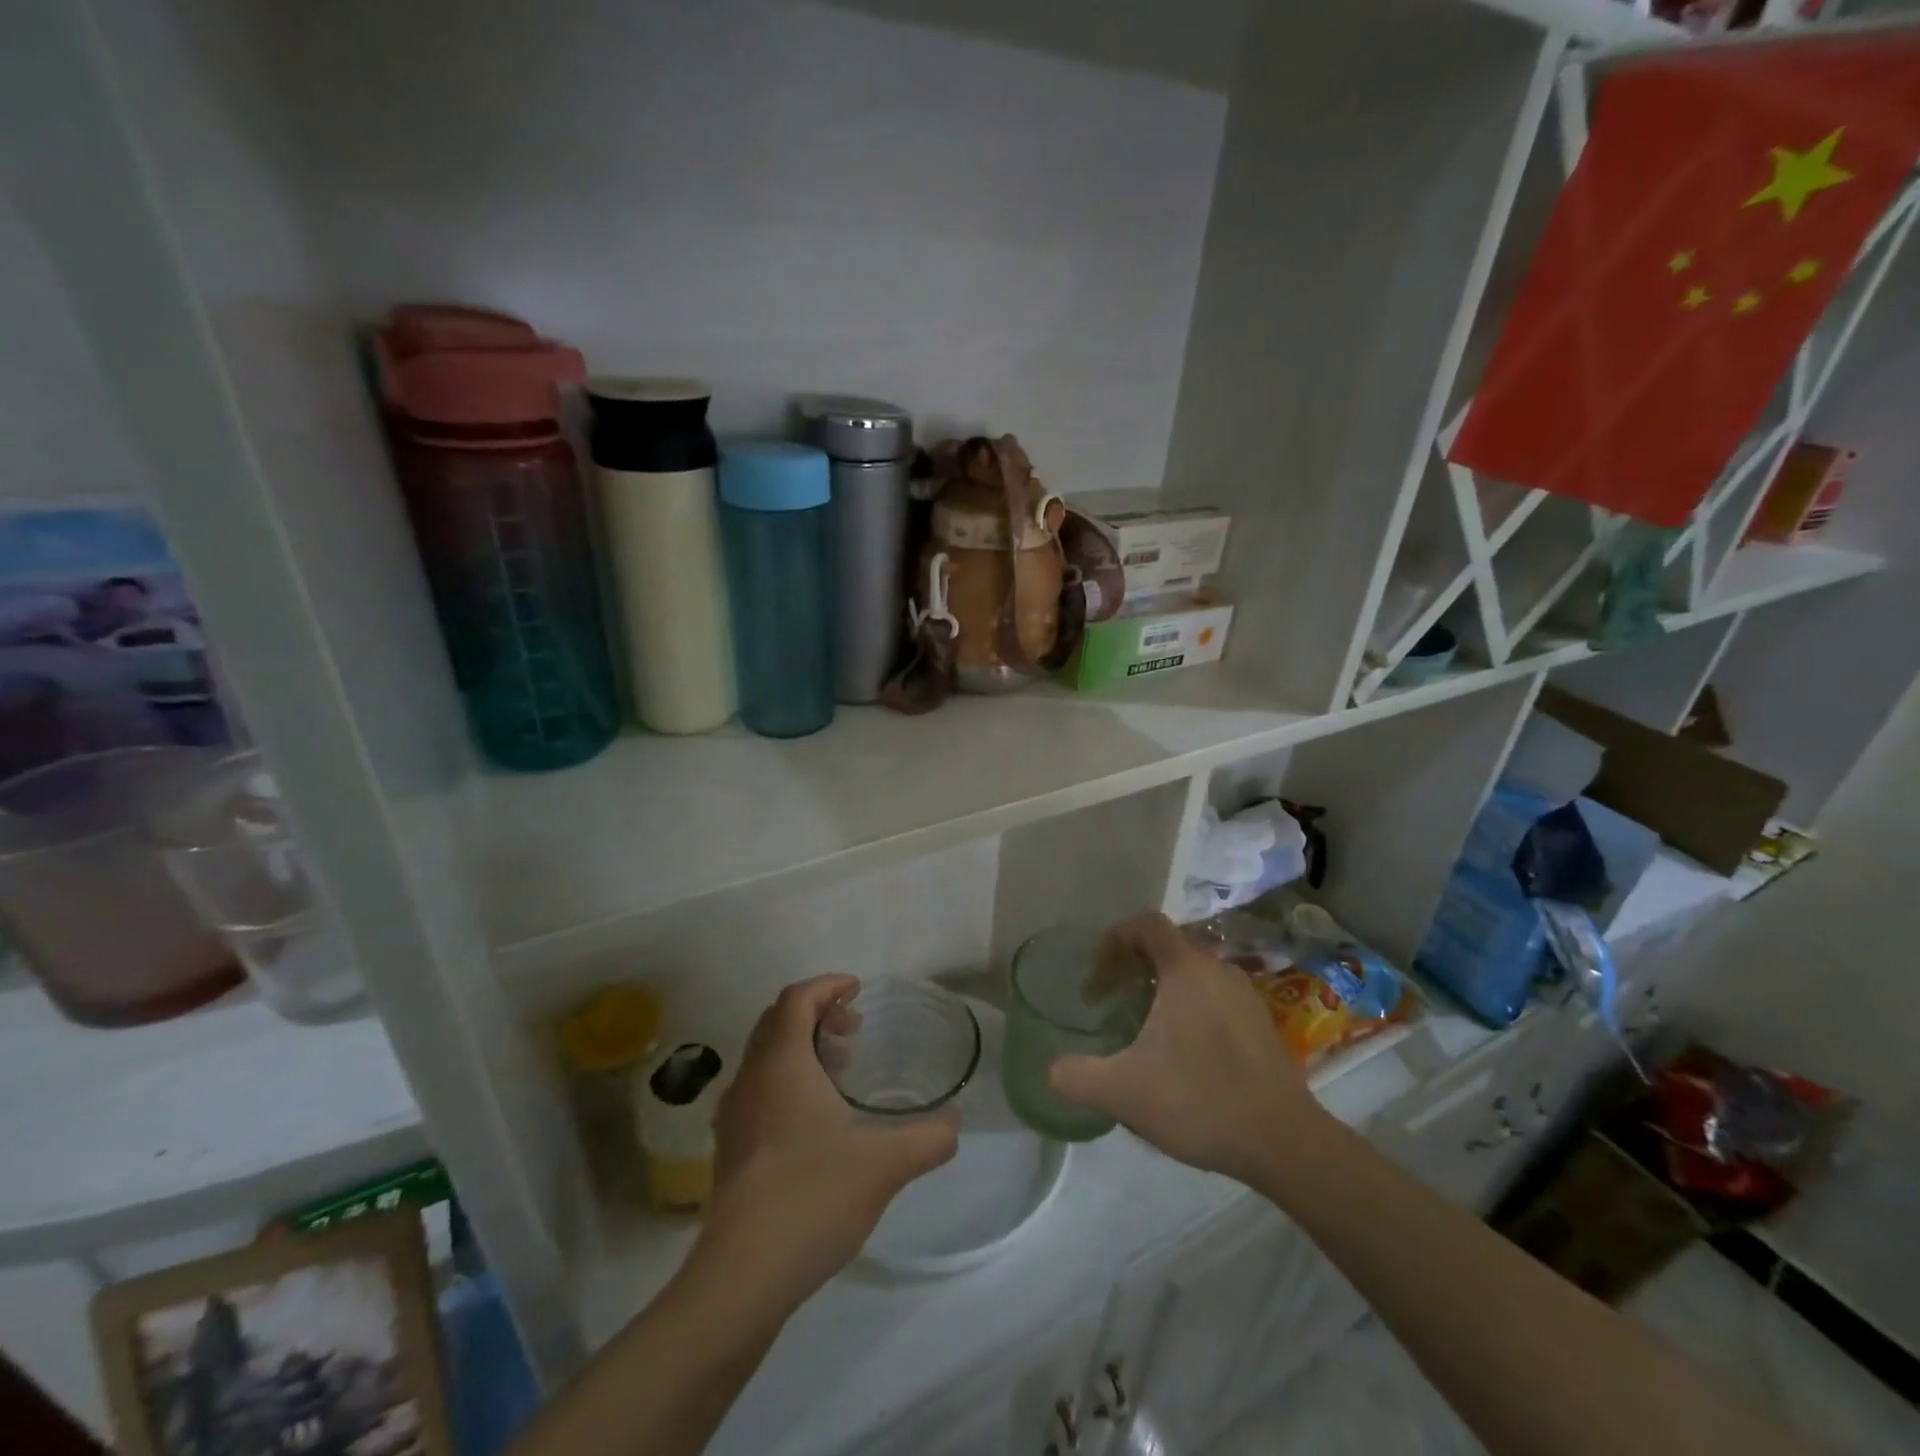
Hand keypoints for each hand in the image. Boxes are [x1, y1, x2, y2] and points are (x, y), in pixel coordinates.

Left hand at [701, 975, 958, 1306]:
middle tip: (854, 1032)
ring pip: (766, 1057)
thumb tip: (956, 1121)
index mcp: (781, 1063)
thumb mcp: (885, 1164)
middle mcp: (751, 1079)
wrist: (742, 1276)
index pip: (796, 998)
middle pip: (777, 1022)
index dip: (827, 985)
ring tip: (839, 1072)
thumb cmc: (812, 1197)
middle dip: (816, 1015)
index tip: (857, 991)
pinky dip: (787, 1082)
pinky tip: (815, 1120)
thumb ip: (929, 1137)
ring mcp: (734, 1115)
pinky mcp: (730, 1149)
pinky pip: (758, 1090)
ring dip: (801, 1049)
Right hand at [1049, 913, 1325, 1184]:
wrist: (1285, 1143)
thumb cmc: (1201, 1100)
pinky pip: (1213, 997)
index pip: (1145, 924)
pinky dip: (1187, 1008)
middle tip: (1109, 1001)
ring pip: (1191, 973)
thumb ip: (1077, 1077)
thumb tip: (1050, 1070)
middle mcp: (1218, 970)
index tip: (1096, 975)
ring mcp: (1244, 996)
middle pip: (1167, 947)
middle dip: (1131, 967)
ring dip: (1159, 989)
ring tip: (1139, 1028)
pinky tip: (1179, 1054)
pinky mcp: (1260, 1024)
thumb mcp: (1124, 1091)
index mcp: (1187, 969)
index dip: (1113, 940)